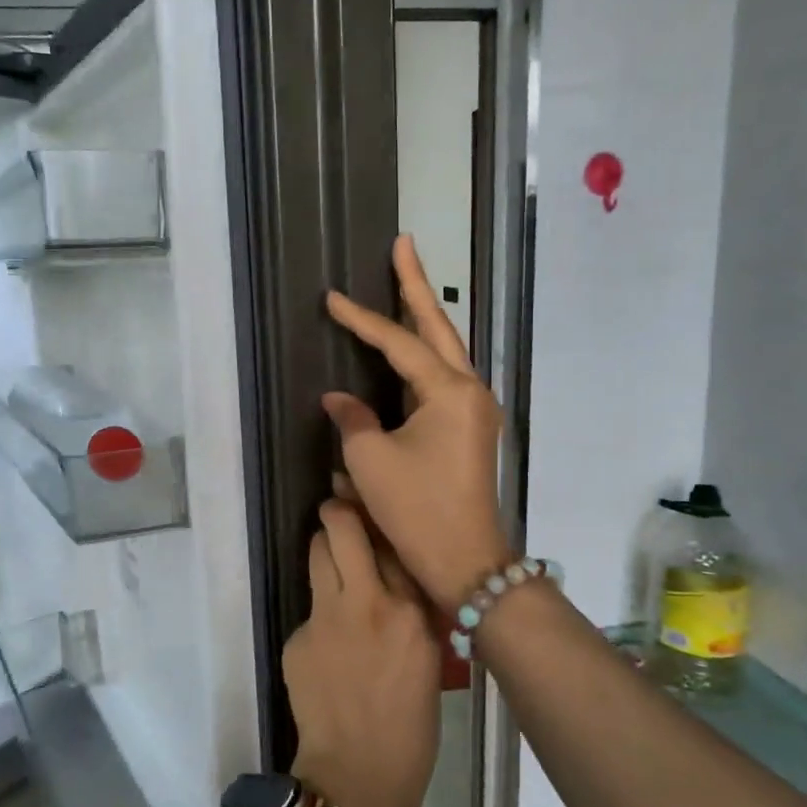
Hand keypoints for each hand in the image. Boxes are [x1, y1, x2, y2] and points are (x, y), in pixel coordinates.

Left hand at [282, 499, 440, 806]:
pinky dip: (320, 612)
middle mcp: (367, 601)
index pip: (393, 541)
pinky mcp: (298, 636)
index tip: (375, 506)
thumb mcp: (428, 657)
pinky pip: (310, 606)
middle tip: (341, 515)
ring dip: (325, 549)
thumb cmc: (409, 725)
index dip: (381, 519)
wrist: (358, 775)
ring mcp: (326, 617)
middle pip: (342, 527)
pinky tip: (329, 645)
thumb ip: (412, 610)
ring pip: (318, 552)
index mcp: (410, 611)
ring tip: (334, 562)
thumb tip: (397, 575)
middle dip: (339, 512)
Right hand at [323, 234, 511, 608]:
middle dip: (417, 286)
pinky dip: (426, 357)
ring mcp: (476, 410)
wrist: (465, 561)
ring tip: (404, 285)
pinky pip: (445, 378)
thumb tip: (339, 398)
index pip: (399, 343)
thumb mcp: (371, 461)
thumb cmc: (416, 509)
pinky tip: (413, 348)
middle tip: (404, 245)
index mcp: (450, 391)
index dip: (362, 319)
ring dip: (425, 319)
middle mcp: (470, 391)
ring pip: (446, 351)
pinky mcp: (470, 430)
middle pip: (439, 328)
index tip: (331, 298)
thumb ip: (352, 418)